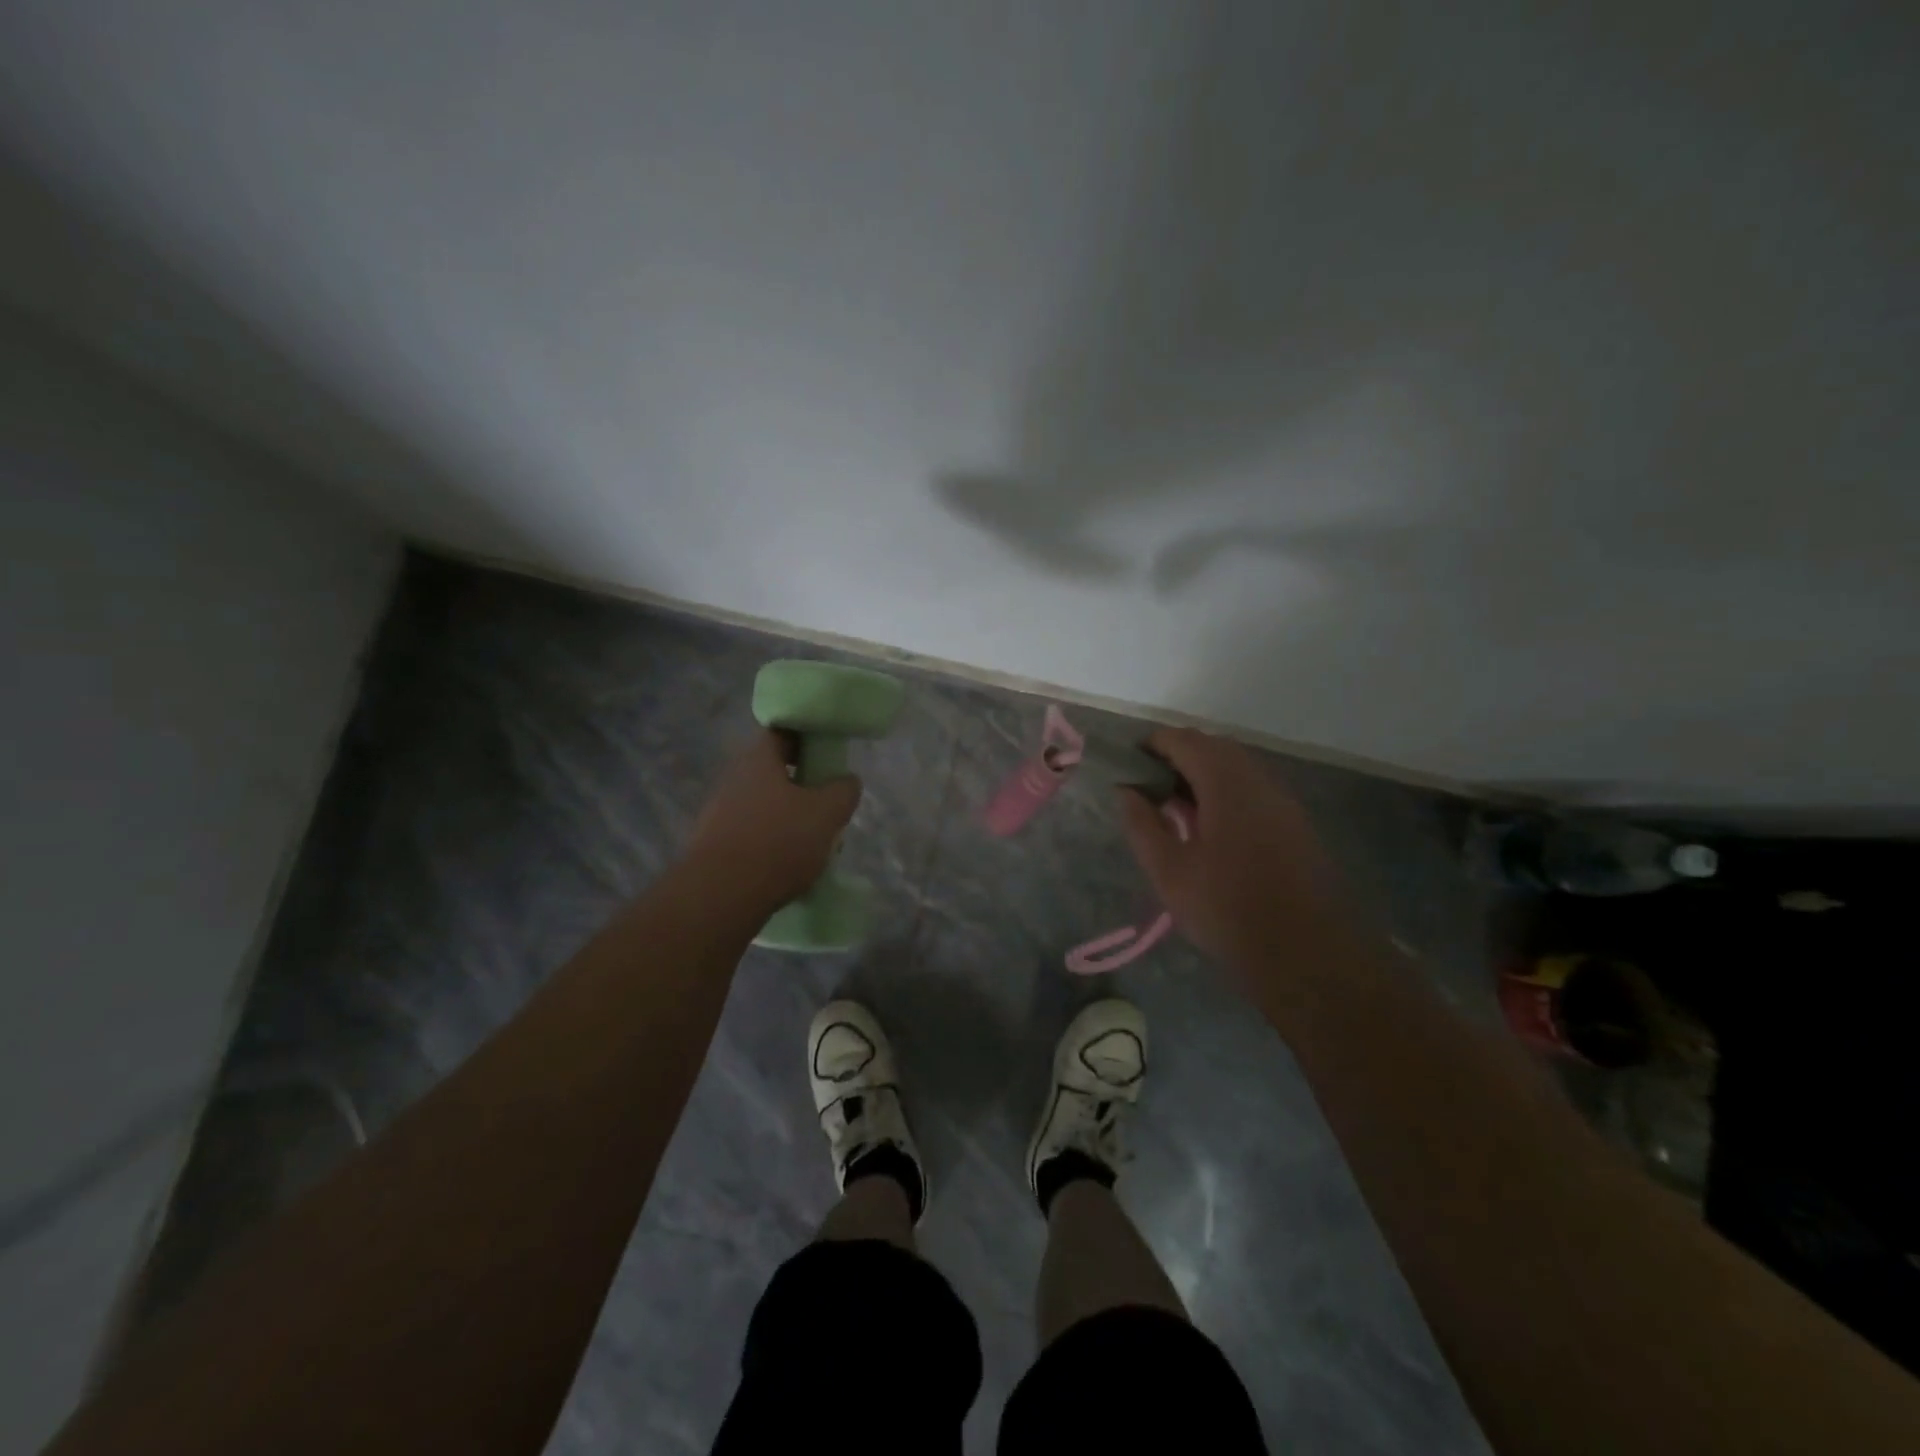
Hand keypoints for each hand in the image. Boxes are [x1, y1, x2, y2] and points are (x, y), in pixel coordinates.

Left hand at [685, 731, 861, 908]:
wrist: (722, 895)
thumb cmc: (779, 841)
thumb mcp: (827, 812)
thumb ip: (843, 790)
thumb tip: (846, 781)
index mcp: (758, 759)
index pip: (782, 732)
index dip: (807, 738)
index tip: (828, 753)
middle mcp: (733, 778)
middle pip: (773, 770)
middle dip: (802, 783)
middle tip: (828, 800)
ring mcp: (719, 812)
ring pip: (764, 804)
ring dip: (788, 815)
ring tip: (814, 839)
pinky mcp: (714, 845)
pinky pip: (752, 833)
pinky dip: (772, 841)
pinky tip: (790, 864)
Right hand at [1118, 728, 1350, 971]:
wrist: (1305, 953)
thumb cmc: (1227, 908)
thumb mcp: (1168, 870)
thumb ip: (1142, 824)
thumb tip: (1125, 790)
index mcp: (1226, 782)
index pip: (1183, 740)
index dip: (1150, 746)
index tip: (1126, 769)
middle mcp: (1258, 779)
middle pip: (1211, 747)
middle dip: (1175, 759)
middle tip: (1147, 790)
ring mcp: (1282, 799)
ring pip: (1235, 768)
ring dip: (1201, 776)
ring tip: (1173, 810)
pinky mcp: (1294, 822)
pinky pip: (1252, 789)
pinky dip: (1224, 793)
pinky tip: (1209, 829)